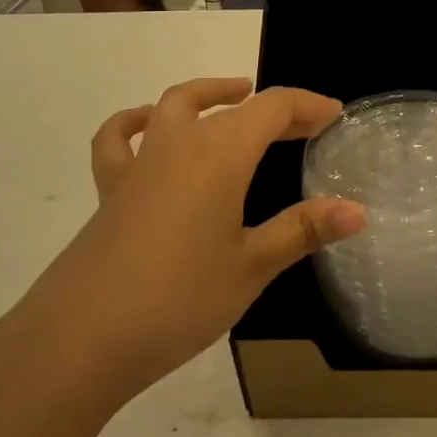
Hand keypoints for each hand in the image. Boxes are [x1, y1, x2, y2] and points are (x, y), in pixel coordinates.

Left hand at [18, 78, 364, 405]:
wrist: (78, 341)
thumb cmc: (177, 299)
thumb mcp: (251, 266)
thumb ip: (303, 230)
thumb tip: (358, 211)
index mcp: (219, 156)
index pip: (272, 108)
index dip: (307, 106)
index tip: (334, 117)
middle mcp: (179, 145)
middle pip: (231, 106)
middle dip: (272, 109)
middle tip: (303, 126)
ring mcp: (139, 165)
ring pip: (175, 106)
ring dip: (209, 95)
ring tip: (233, 98)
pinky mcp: (110, 191)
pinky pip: (120, 141)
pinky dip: (136, 122)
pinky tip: (147, 126)